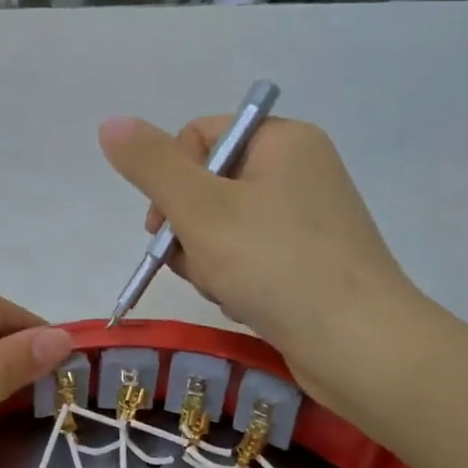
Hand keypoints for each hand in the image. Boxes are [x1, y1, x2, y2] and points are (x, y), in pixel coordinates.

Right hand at [98, 114, 426, 416]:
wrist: (356, 344)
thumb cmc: (274, 265)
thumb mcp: (199, 209)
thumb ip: (151, 166)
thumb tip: (110, 123)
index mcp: (281, 141)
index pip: (198, 136)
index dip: (169, 179)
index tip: (162, 227)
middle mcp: (299, 170)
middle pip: (207, 186)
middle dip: (187, 230)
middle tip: (195, 263)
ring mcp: (307, 219)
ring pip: (223, 229)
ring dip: (207, 262)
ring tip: (224, 290)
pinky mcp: (310, 262)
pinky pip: (250, 259)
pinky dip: (235, 280)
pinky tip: (244, 304)